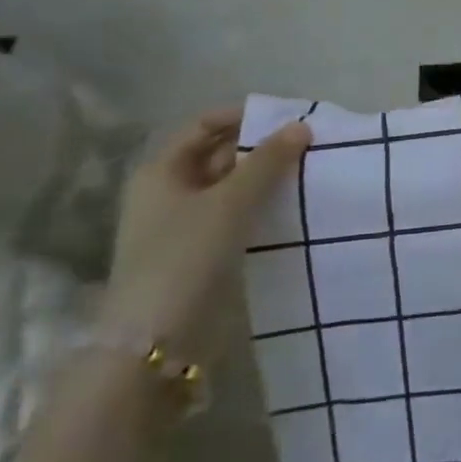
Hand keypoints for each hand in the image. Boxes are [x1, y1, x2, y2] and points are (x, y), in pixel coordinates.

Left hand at [99, 109, 311, 366]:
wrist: (154, 344)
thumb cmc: (185, 258)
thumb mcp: (230, 202)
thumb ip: (268, 162)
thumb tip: (302, 125)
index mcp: (160, 170)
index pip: (204, 125)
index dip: (244, 117)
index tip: (286, 118)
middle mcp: (167, 192)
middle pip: (217, 155)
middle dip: (259, 148)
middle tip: (306, 145)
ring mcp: (181, 226)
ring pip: (228, 188)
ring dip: (263, 179)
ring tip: (306, 173)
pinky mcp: (198, 254)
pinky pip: (233, 217)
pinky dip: (259, 207)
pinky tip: (290, 208)